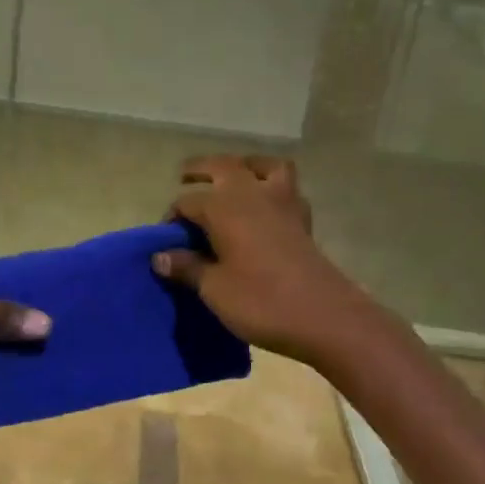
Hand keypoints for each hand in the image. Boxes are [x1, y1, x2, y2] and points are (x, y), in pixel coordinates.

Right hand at [152, 156, 382, 370]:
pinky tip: (265, 207)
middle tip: (186, 177)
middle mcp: (252, 193)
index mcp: (223, 206)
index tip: (165, 241)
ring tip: (233, 179)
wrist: (324, 317)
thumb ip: (187, 267)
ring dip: (245, 166)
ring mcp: (282, 202)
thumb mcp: (214, 289)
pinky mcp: (303, 219)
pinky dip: (273, 187)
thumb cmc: (261, 301)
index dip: (172, 217)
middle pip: (223, 166)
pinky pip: (286, 188)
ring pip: (263, 166)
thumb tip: (160, 257)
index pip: (187, 201)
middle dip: (201, 169)